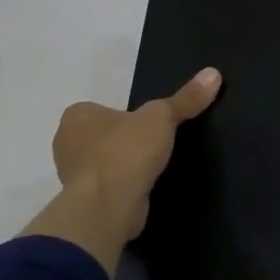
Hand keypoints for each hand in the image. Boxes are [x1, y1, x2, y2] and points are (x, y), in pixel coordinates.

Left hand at [49, 68, 221, 241]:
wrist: (108, 206)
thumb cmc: (126, 151)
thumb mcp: (163, 117)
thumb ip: (186, 98)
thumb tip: (213, 73)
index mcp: (77, 115)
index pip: (104, 109)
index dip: (128, 115)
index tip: (151, 125)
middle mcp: (66, 142)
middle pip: (104, 136)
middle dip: (126, 141)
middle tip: (156, 144)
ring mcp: (72, 175)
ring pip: (105, 162)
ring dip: (125, 165)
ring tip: (155, 166)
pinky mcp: (84, 201)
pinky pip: (109, 186)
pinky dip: (125, 185)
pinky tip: (145, 187)